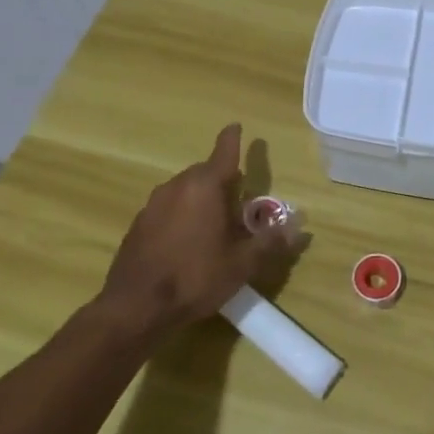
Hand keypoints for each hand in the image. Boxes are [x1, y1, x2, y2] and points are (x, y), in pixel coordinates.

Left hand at [98, 124, 294, 339]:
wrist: (136, 307)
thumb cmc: (196, 278)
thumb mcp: (242, 264)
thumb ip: (270, 242)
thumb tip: (297, 227)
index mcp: (205, 187)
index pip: (224, 152)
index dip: (232, 139)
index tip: (236, 126)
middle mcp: (177, 186)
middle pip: (205, 173)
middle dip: (223, 183)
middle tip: (239, 206)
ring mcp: (153, 204)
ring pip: (185, 191)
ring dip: (201, 200)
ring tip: (214, 228)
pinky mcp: (138, 224)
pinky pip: (168, 209)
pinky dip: (181, 216)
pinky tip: (187, 244)